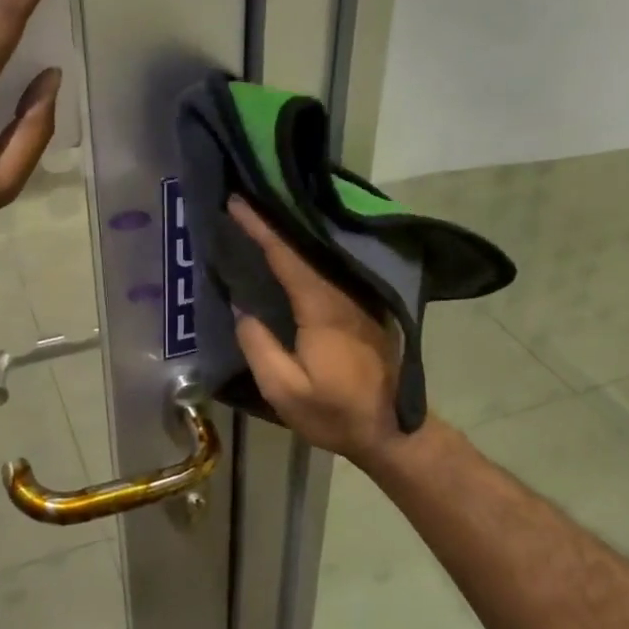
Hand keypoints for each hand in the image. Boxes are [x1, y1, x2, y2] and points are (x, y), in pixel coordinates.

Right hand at [227, 197, 408, 469]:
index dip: (262, 227)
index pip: (288, 256)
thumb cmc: (335, 413)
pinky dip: (306, 249)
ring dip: (291, 230)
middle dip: (275, 218)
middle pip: (307, 244)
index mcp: (323, 308)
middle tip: (246, 196)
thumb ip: (259, 347)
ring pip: (321, 252)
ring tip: (262, 213)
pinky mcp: (362, 307)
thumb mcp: (284, 391)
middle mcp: (344, 293)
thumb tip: (243, 310)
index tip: (237, 202)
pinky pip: (329, 266)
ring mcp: (358, 298)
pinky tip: (290, 245)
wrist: (391, 432)